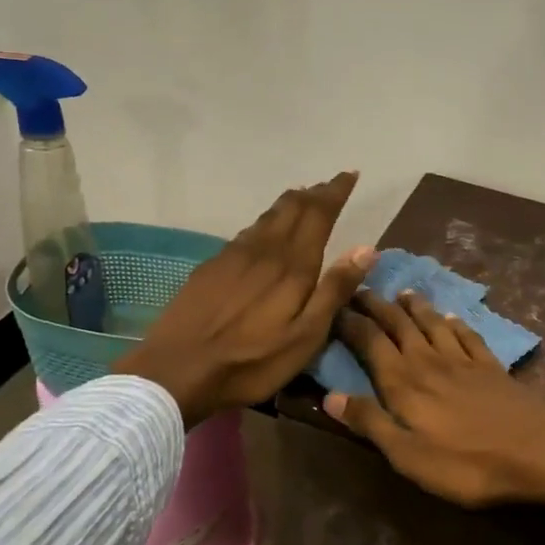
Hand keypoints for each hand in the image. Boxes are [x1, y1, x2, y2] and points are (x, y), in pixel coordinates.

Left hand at [113, 172, 373, 425]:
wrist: (178, 369)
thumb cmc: (252, 361)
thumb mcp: (306, 336)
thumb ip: (335, 290)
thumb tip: (366, 248)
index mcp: (292, 265)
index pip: (318, 214)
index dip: (335, 192)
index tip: (349, 175)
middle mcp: (263, 250)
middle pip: (291, 209)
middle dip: (313, 194)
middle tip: (329, 186)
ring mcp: (232, 256)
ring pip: (266, 218)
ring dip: (288, 205)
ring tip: (302, 199)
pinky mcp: (211, 267)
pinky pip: (245, 233)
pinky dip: (264, 223)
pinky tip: (263, 232)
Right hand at [328, 289, 544, 544]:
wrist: (537, 451)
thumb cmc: (466, 462)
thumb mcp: (408, 455)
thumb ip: (370, 423)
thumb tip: (330, 396)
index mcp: (403, 382)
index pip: (370, 342)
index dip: (350, 323)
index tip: (334, 306)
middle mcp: (429, 361)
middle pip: (399, 325)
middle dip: (377, 306)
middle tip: (361, 288)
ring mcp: (463, 361)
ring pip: (433, 324)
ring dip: (415, 307)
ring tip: (403, 292)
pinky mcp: (491, 367)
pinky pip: (468, 336)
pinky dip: (456, 323)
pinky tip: (452, 317)